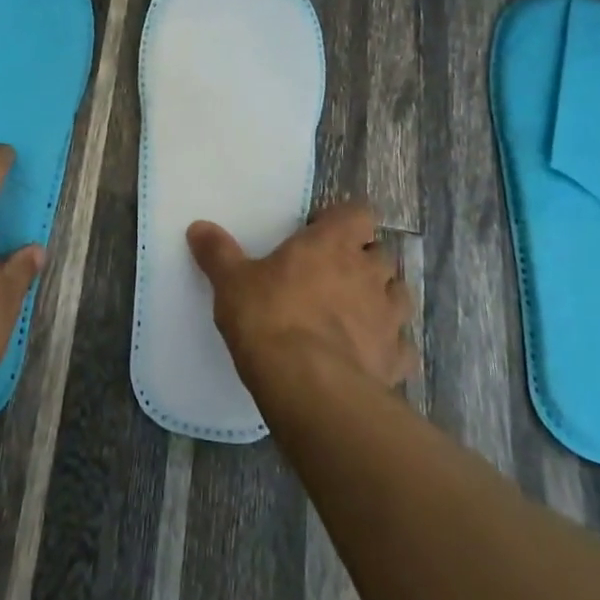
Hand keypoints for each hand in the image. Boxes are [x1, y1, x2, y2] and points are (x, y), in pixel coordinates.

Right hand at [188, 201, 411, 392]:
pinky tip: (369, 355)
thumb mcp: (231, 282)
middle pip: (381, 254)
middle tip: (332, 274)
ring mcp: (389, 317)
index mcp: (332, 243)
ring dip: (381, 298)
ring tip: (355, 312)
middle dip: (363, 261)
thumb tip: (198, 228)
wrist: (309, 386)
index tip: (319, 233)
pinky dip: (389, 346)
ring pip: (398, 294)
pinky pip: (401, 346)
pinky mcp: (396, 359)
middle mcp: (368, 272)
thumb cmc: (269, 318)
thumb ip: (218, 253)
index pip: (359, 213)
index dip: (344, 221)